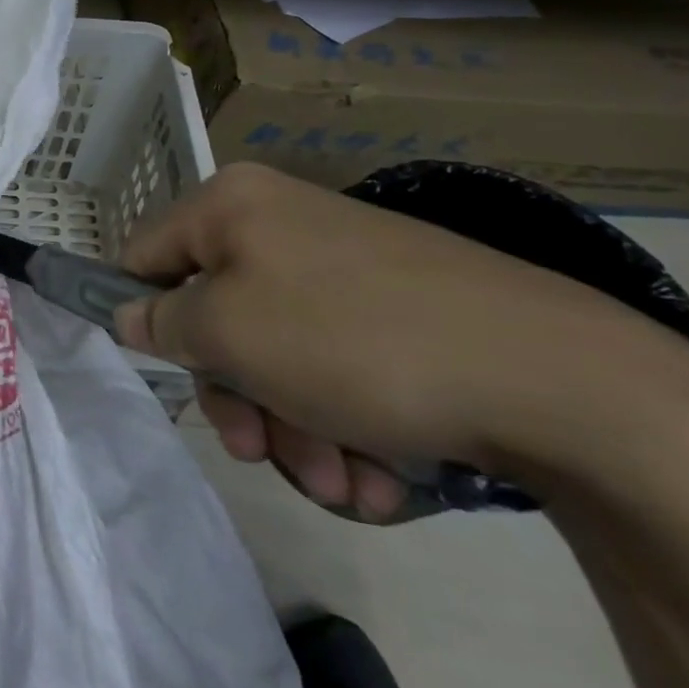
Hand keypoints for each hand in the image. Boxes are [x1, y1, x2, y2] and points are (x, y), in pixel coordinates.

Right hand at [113, 163, 688, 520]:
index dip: (140, 314)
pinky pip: (336, 367)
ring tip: (339, 481)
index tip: (166, 371)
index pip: (145, 255)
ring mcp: (345, 268)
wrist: (559, 380)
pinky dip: (344, 424)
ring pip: (278, 356)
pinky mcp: (398, 312)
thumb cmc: (350, 339)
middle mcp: (282, 225)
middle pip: (215, 318)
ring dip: (294, 429)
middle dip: (236, 397)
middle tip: (259, 451)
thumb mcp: (227, 334)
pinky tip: (378, 474)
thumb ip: (160, 322)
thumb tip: (129, 314)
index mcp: (232, 206)